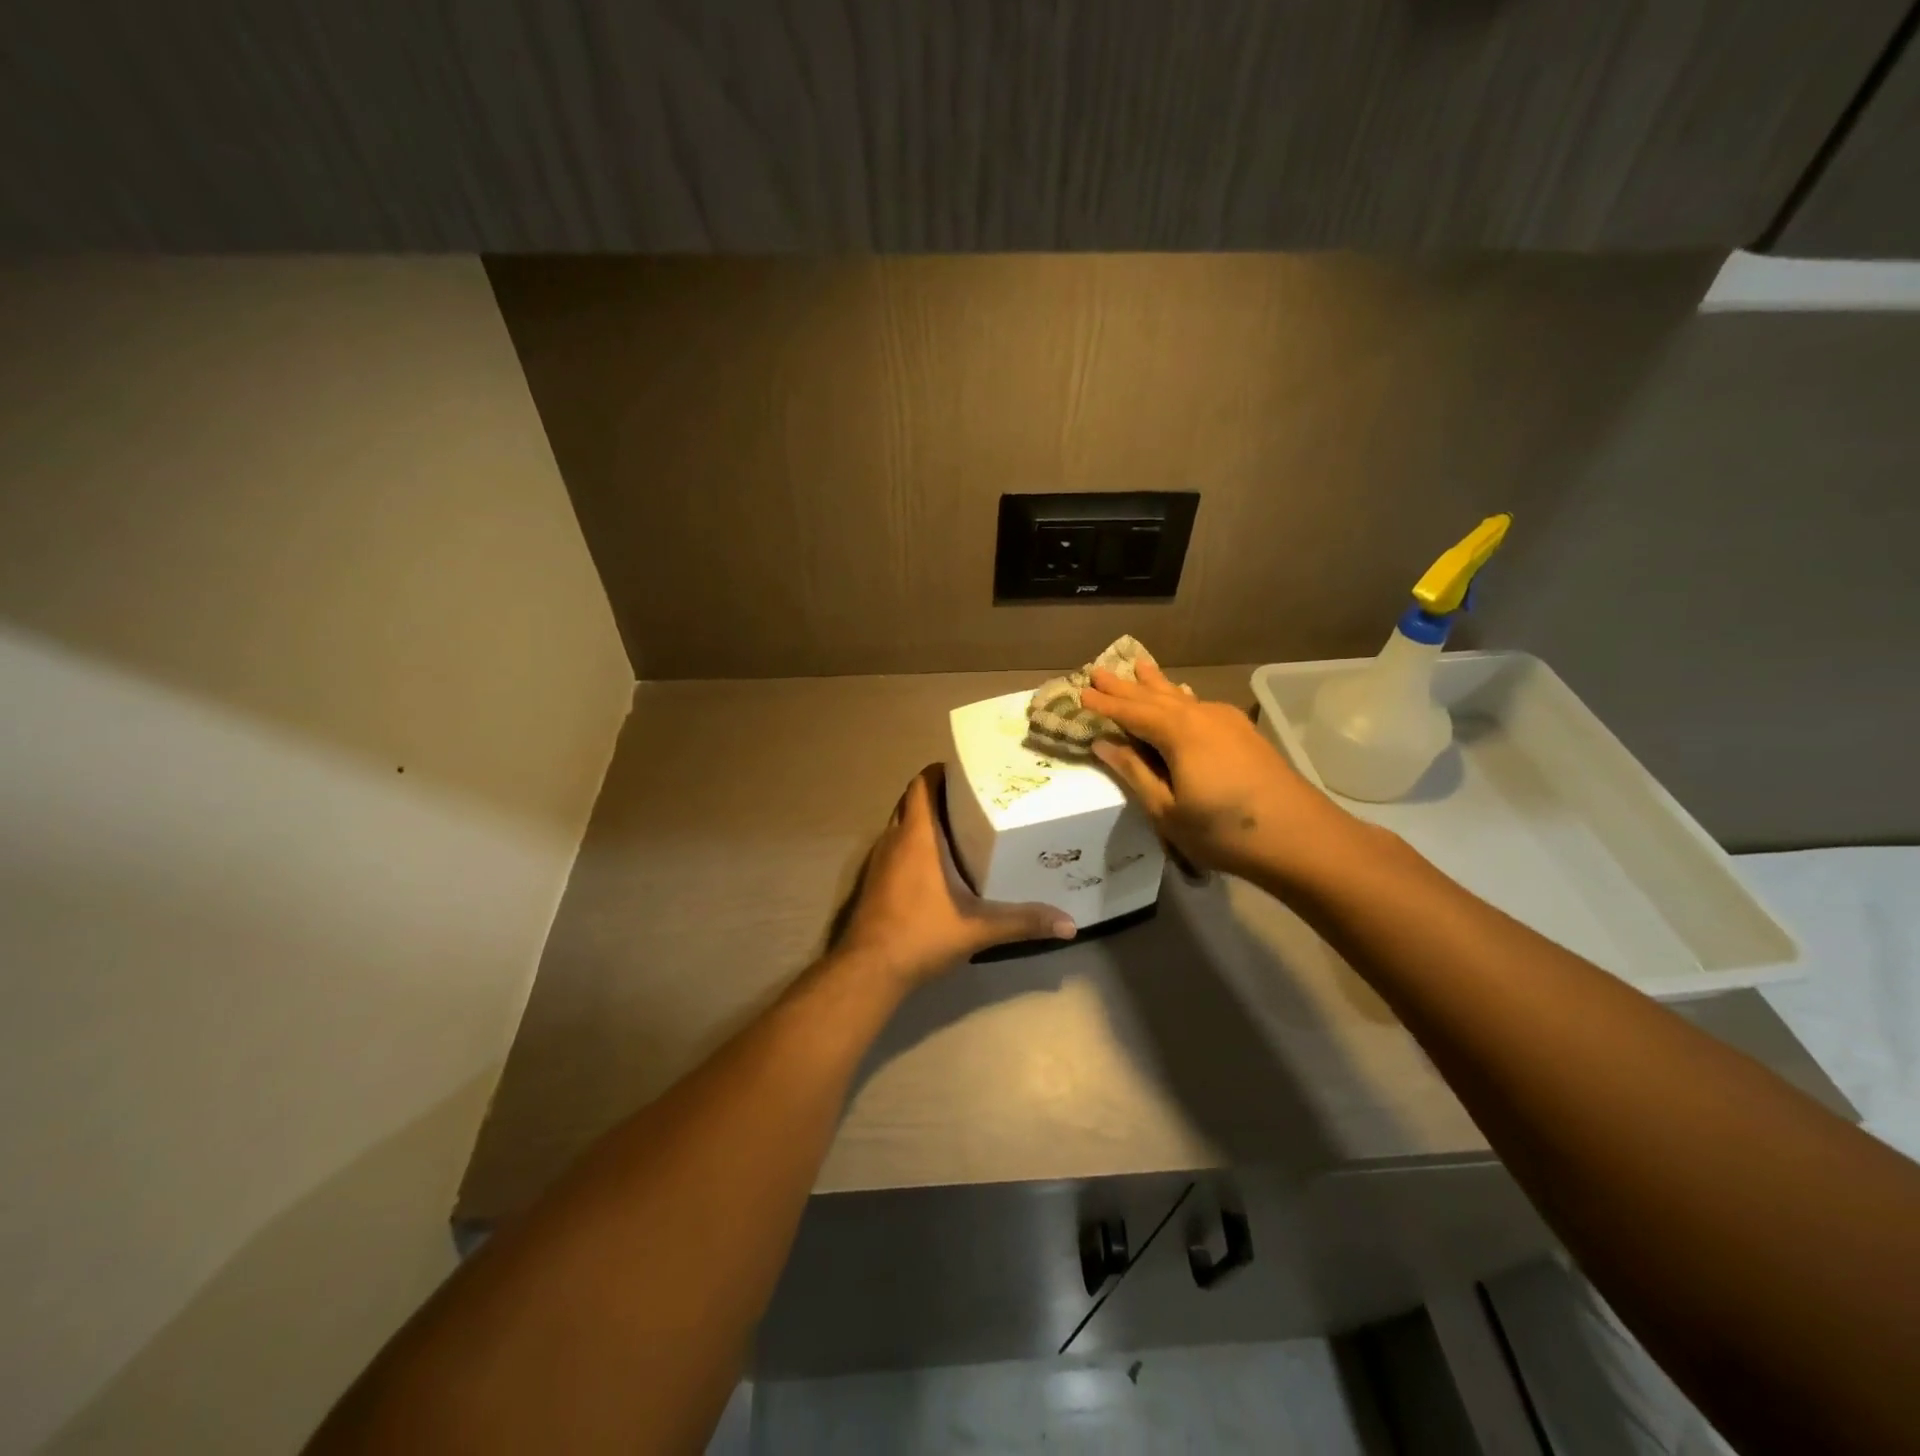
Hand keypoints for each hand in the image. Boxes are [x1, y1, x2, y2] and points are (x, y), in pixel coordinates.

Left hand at [835, 765, 1074, 986]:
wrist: (869, 969)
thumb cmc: (921, 934)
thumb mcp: (978, 929)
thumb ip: (1023, 922)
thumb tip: (1069, 925)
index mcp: (916, 836)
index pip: (921, 785)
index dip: (940, 772)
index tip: (967, 772)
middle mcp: (894, 839)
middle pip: (911, 800)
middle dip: (937, 794)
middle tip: (972, 798)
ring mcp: (879, 860)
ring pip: (900, 823)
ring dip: (923, 818)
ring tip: (959, 825)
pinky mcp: (873, 881)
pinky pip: (894, 847)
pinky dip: (912, 843)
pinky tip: (935, 864)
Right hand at [1082, 661, 1345, 882]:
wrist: (1301, 838)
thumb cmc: (1223, 831)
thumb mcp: (1167, 810)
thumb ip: (1134, 772)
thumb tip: (1103, 743)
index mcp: (1177, 731)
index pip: (1130, 712)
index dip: (1103, 704)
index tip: (1079, 693)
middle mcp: (1200, 715)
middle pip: (1153, 696)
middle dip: (1124, 686)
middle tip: (1097, 669)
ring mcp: (1226, 721)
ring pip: (1180, 697)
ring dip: (1154, 684)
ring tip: (1137, 665)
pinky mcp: (1243, 733)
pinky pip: (1199, 705)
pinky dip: (1180, 697)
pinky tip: (1180, 694)